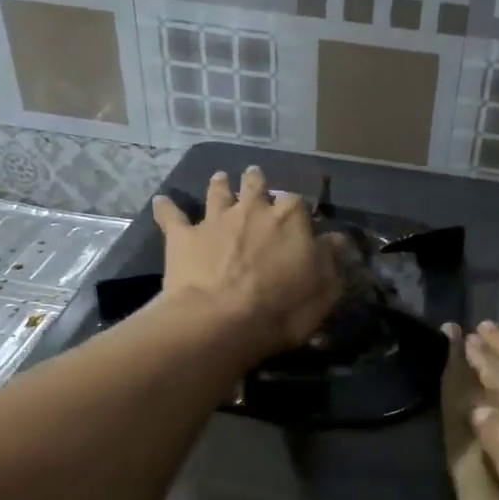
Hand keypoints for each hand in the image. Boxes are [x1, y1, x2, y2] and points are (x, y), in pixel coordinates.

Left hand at [154, 167, 342, 360]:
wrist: (220, 321)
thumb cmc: (282, 309)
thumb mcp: (324, 289)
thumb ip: (331, 260)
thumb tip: (336, 239)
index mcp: (290, 219)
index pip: (298, 203)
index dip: (298, 210)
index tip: (299, 218)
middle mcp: (252, 210)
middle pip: (255, 186)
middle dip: (257, 182)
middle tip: (255, 178)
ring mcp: (215, 219)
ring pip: (217, 192)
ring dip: (219, 185)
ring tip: (220, 178)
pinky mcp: (183, 236)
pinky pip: (172, 216)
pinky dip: (167, 208)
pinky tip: (161, 202)